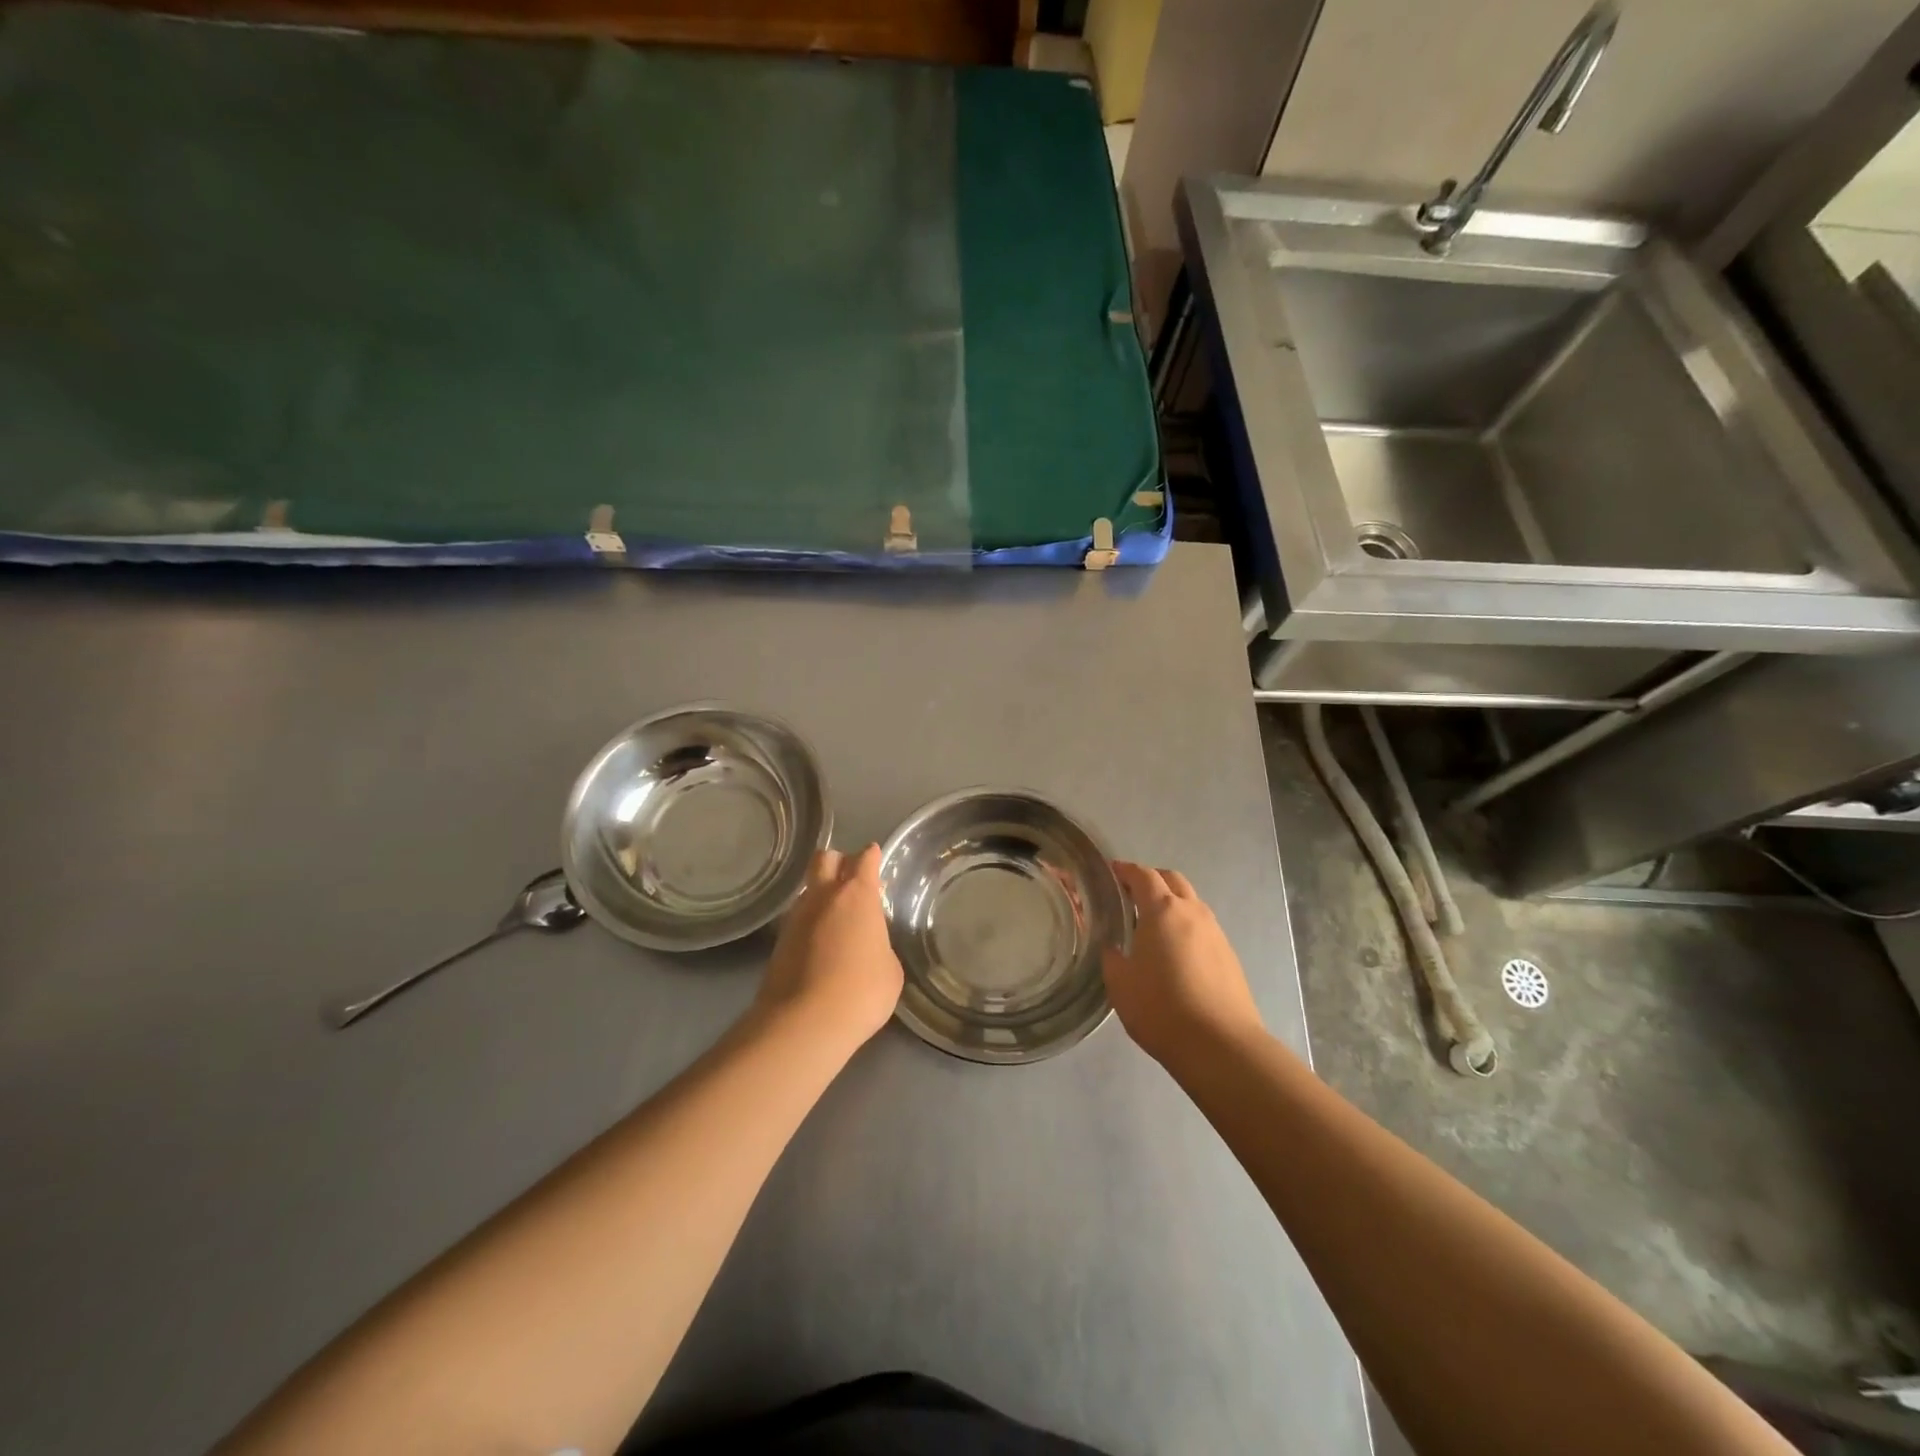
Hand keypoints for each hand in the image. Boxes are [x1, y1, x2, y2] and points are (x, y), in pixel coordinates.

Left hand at [755, 846, 903, 1053]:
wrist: (805, 1022)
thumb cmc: (862, 992)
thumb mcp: (890, 970)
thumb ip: (880, 946)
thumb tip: (869, 947)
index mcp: (858, 896)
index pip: (865, 860)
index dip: (872, 856)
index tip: (875, 857)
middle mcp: (824, 896)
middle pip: (826, 859)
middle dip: (839, 862)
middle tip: (851, 880)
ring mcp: (796, 917)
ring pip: (808, 889)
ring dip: (822, 894)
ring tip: (836, 917)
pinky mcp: (779, 942)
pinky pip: (798, 918)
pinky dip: (810, 922)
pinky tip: (820, 943)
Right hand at [1102, 862, 1264, 1066]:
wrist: (1220, 1045)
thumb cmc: (1161, 1009)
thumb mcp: (1120, 984)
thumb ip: (1112, 957)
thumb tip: (1114, 947)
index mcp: (1162, 911)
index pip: (1143, 875)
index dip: (1126, 870)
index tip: (1112, 872)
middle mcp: (1192, 912)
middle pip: (1172, 880)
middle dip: (1152, 880)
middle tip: (1131, 894)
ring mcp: (1216, 933)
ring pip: (1192, 903)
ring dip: (1172, 902)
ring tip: (1152, 924)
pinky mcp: (1229, 956)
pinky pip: (1203, 927)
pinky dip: (1186, 926)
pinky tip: (1175, 951)